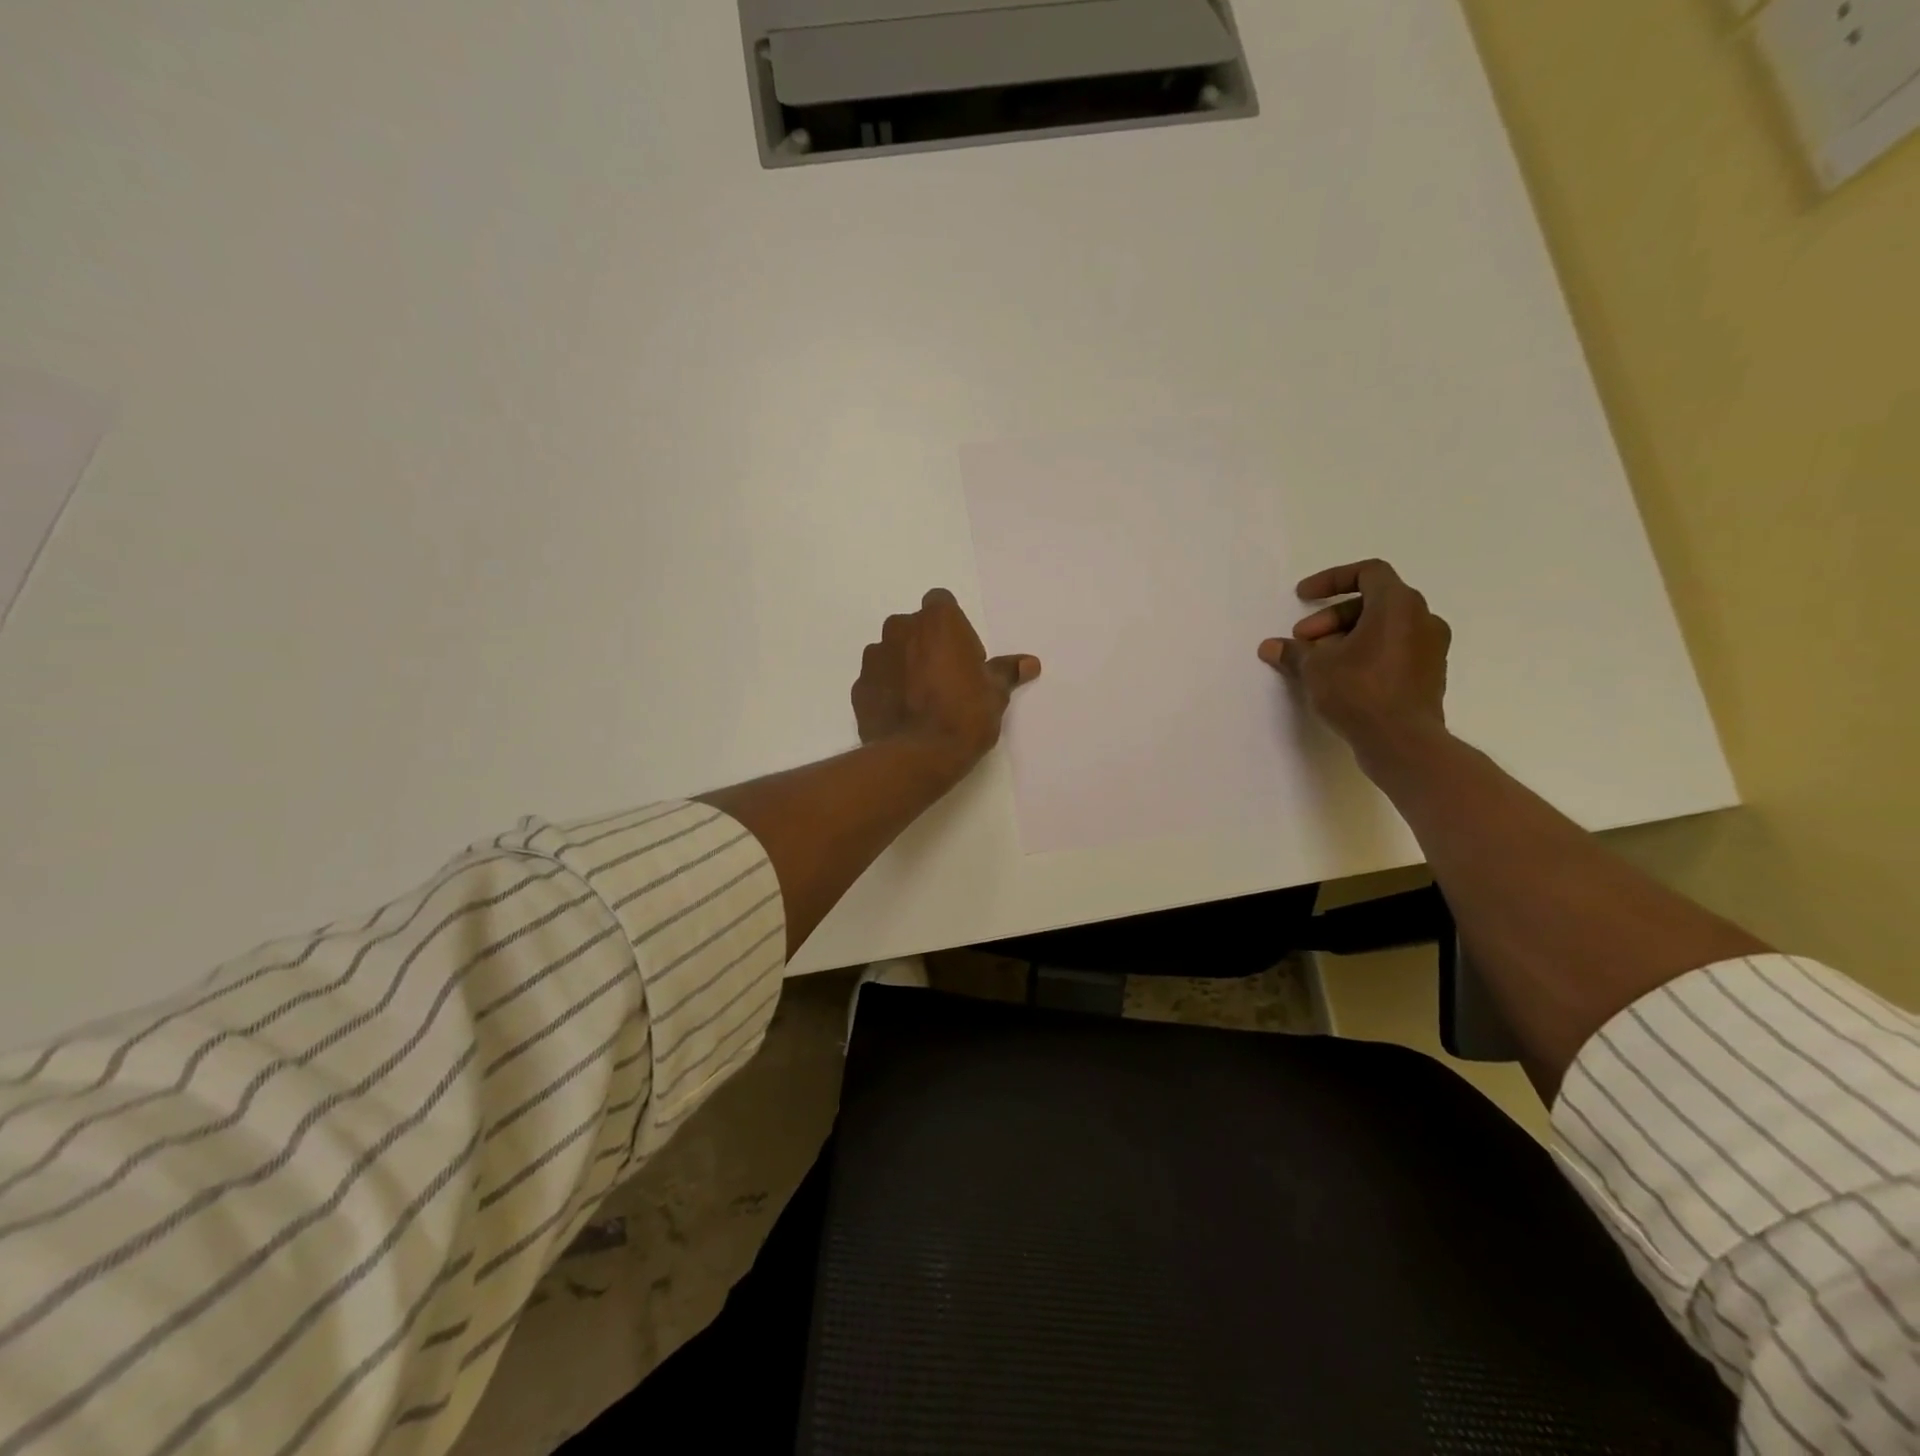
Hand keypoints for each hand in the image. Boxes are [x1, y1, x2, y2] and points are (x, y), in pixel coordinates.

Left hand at [853, 589, 1039, 780]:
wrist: (918, 756)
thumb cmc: (964, 715)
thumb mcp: (995, 693)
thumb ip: (1006, 672)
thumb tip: (1030, 663)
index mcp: (937, 621)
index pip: (941, 604)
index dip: (953, 628)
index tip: (964, 656)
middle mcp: (900, 629)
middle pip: (914, 627)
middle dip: (926, 645)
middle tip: (944, 679)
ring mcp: (874, 657)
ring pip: (892, 652)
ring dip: (904, 666)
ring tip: (921, 700)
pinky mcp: (859, 686)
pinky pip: (877, 680)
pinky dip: (887, 690)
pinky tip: (903, 715)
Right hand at [1258, 559, 1449, 763]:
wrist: (1402, 741)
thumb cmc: (1358, 691)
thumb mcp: (1315, 668)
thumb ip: (1293, 652)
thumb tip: (1270, 647)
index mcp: (1398, 605)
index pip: (1368, 572)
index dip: (1332, 579)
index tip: (1303, 597)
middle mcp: (1423, 618)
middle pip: (1373, 602)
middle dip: (1332, 617)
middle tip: (1304, 640)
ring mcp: (1432, 647)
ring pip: (1385, 628)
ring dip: (1348, 636)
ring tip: (1319, 661)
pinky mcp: (1430, 674)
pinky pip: (1395, 650)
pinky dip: (1368, 653)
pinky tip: (1342, 678)